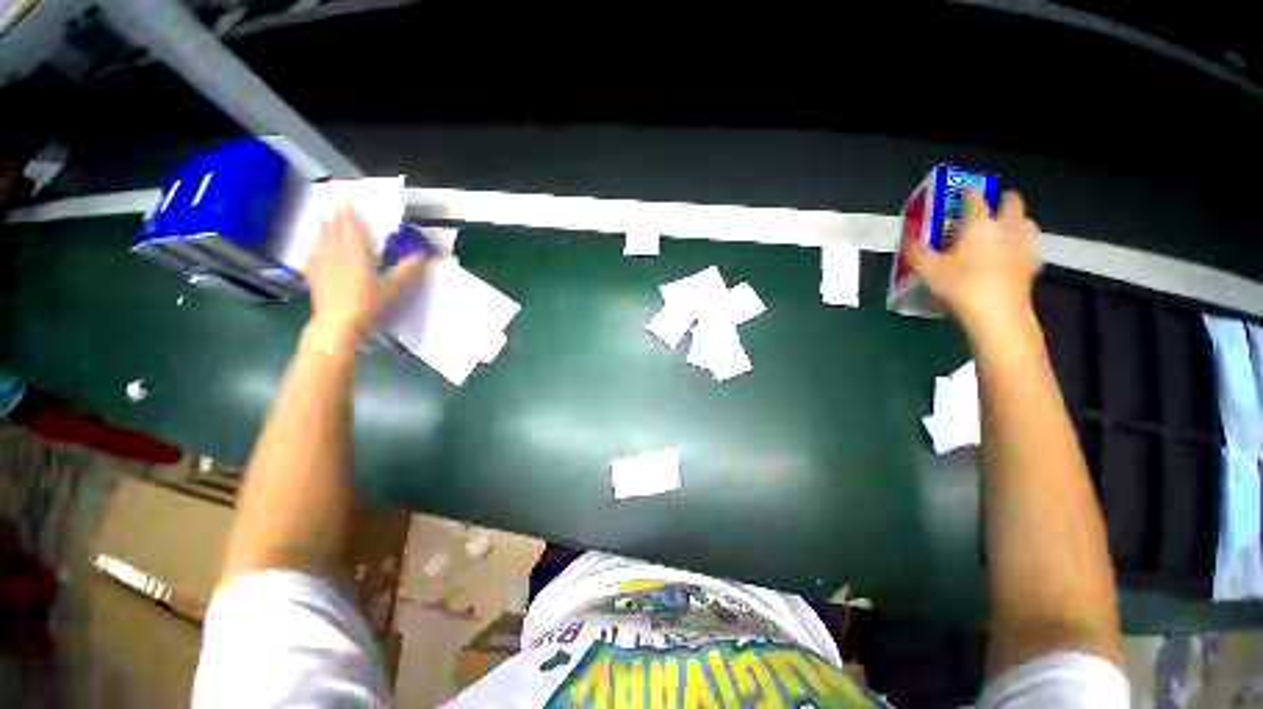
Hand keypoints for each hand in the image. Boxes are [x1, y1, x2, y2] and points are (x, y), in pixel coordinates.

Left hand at [303, 203, 426, 345]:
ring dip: (325, 225)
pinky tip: (315, 246)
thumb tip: (424, 254)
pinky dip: (316, 244)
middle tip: (339, 203)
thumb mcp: (394, 287)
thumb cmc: (367, 303)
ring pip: (320, 236)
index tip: (348, 195)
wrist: (337, 324)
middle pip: (333, 226)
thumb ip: (408, 269)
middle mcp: (334, 250)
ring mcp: (320, 261)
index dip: (348, 208)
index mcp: (355, 250)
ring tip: (326, 219)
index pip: (349, 222)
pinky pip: (312, 252)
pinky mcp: (312, 274)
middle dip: (336, 213)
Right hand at [910, 189, 1042, 336]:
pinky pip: (1031, 250)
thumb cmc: (960, 284)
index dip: (968, 192)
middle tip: (991, 207)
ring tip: (1006, 230)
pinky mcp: (1033, 265)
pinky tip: (1015, 258)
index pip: (975, 198)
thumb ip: (916, 251)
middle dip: (1003, 199)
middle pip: (1012, 202)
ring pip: (1027, 223)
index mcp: (980, 224)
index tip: (963, 192)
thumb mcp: (928, 269)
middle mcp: (1006, 227)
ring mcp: (1024, 245)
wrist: (997, 312)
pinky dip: (1024, 249)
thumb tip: (907, 238)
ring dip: (1017, 222)